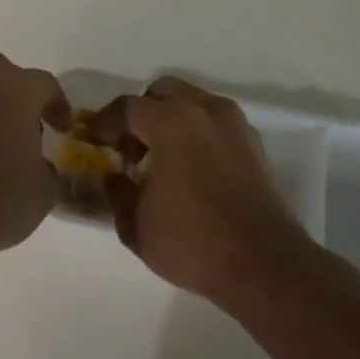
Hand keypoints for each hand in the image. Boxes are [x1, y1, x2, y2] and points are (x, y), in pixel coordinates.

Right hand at [94, 76, 317, 302]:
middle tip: (130, 149)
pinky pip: (216, 124)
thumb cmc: (193, 242)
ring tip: (161, 160)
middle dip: (141, 114)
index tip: (94, 142)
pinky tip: (191, 170)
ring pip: (193, 103)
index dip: (105, 123)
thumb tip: (114, 175)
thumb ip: (117, 191)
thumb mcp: (136, 225)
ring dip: (171, 121)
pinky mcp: (255, 145)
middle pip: (163, 93)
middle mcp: (205, 111)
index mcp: (172, 122)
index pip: (127, 107)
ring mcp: (235, 125)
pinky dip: (197, 133)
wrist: (265, 265)